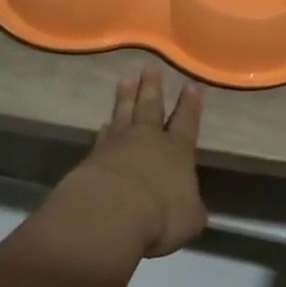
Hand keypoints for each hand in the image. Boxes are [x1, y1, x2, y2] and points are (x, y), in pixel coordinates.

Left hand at [69, 65, 207, 258]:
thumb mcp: (189, 219)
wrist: (110, 213)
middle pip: (151, 107)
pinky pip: (102, 137)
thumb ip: (191, 209)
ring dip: (126, 96)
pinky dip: (105, 129)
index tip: (192, 84)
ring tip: (126, 78)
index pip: (187, 122)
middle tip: (150, 67)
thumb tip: (192, 207)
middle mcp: (148, 140)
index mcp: (177, 151)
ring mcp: (118, 145)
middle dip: (152, 87)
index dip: (190, 104)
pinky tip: (104, 123)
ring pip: (124, 113)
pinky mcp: (93, 157)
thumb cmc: (160, 215)